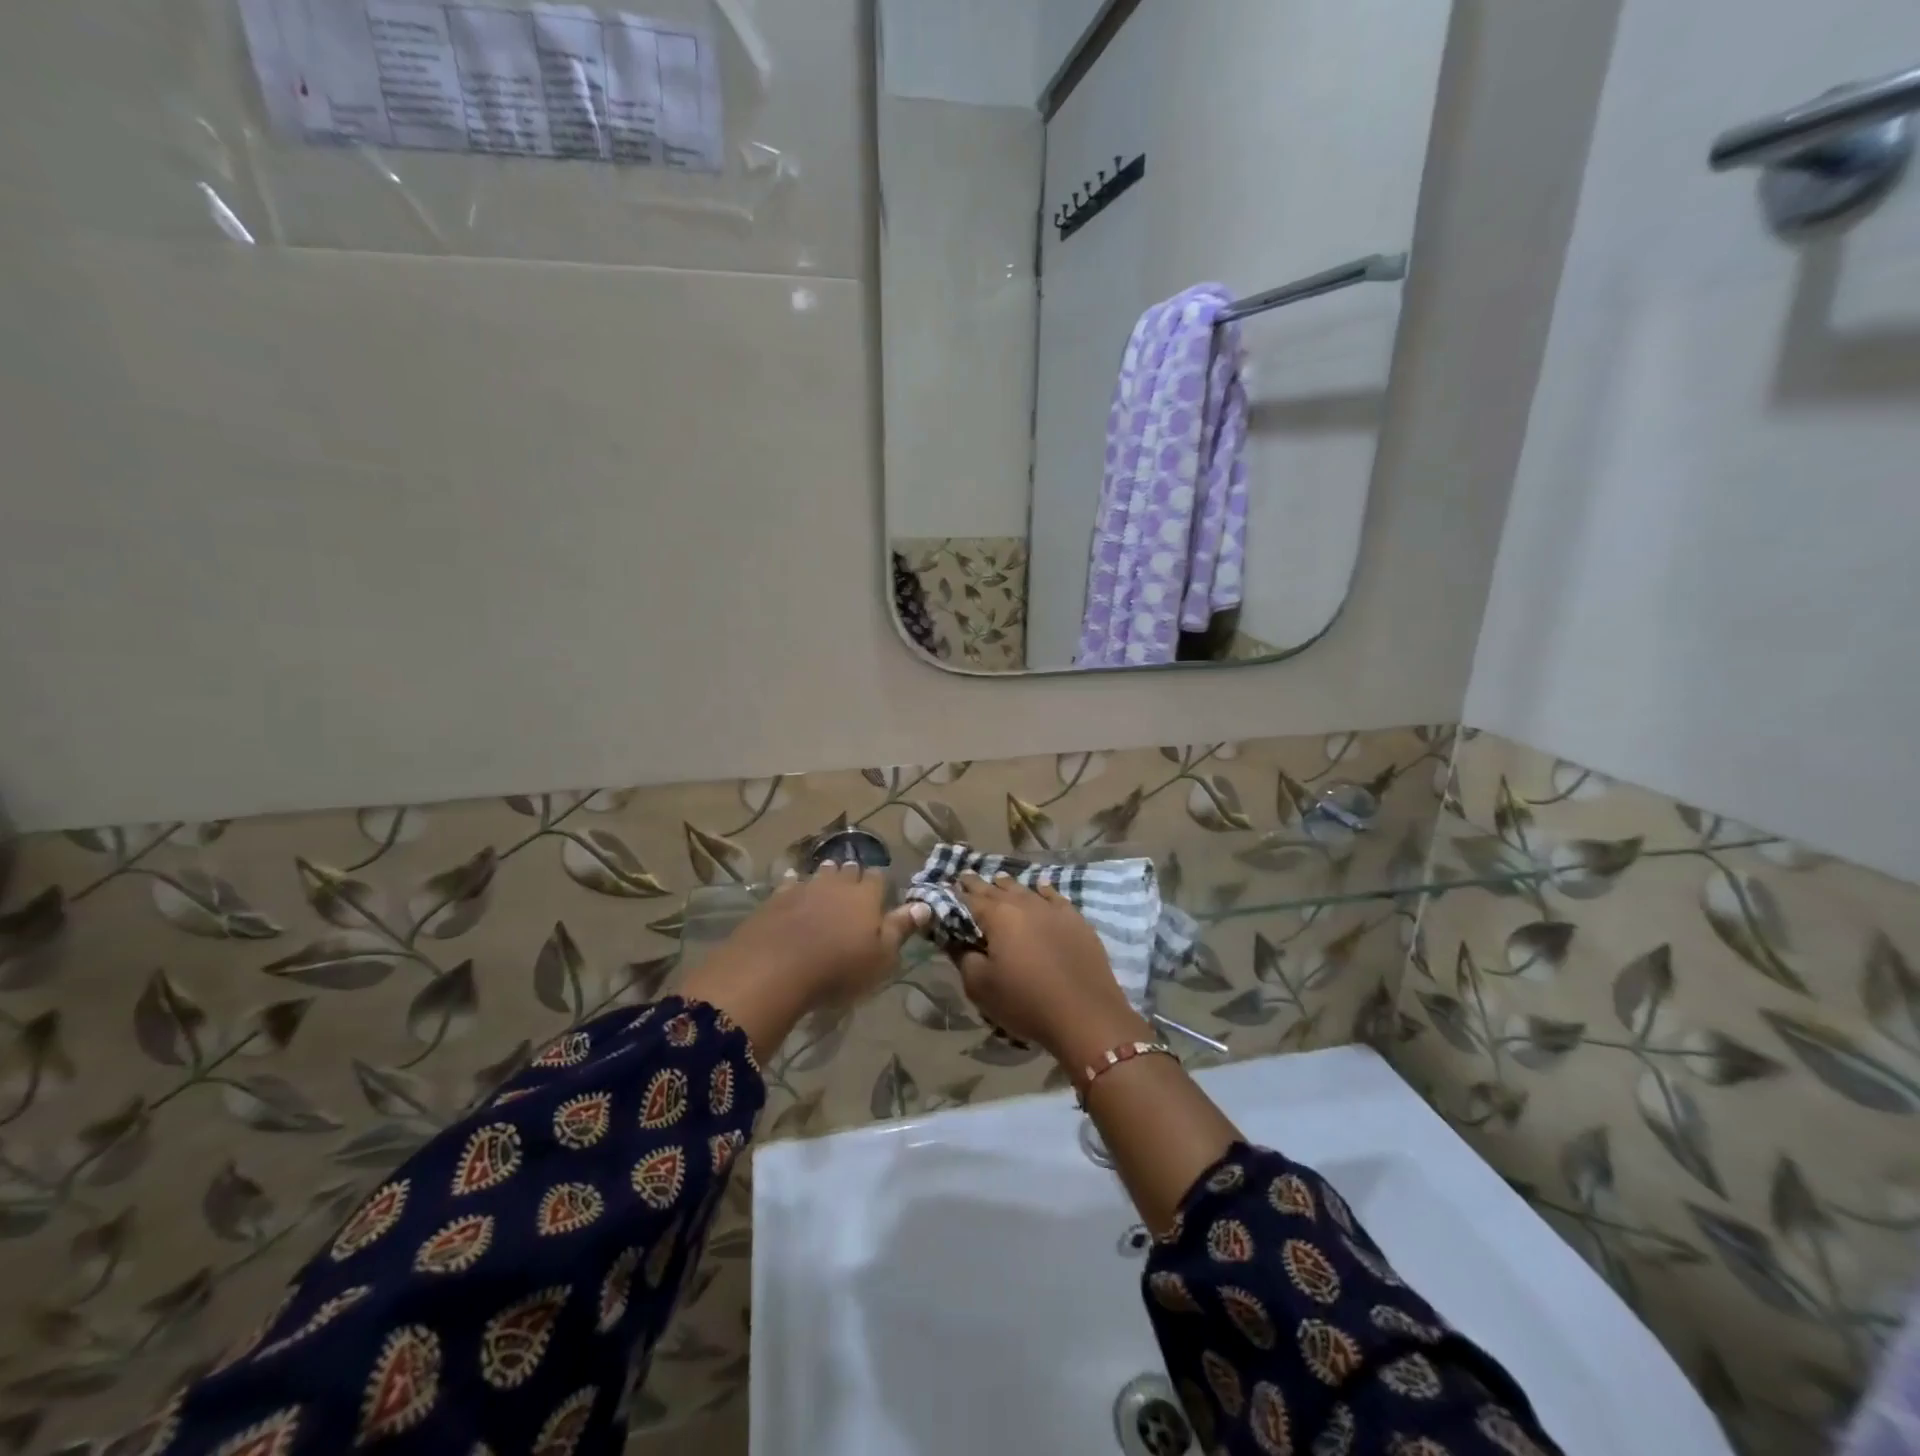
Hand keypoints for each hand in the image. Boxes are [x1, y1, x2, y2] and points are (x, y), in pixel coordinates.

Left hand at [682, 862, 928, 1060]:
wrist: (775, 968)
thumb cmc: (839, 968)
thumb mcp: (881, 957)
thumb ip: (901, 928)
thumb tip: (925, 905)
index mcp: (866, 896)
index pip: (878, 879)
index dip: (880, 882)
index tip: (881, 888)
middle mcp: (837, 884)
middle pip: (849, 871)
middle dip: (853, 874)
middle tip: (854, 881)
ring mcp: (805, 888)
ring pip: (820, 873)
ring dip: (826, 875)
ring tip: (828, 878)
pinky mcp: (776, 898)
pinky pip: (790, 883)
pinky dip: (795, 883)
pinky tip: (793, 884)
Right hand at [951, 874, 1151, 1073]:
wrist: (1086, 1015)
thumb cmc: (1026, 1002)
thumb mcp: (981, 987)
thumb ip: (963, 958)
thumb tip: (956, 941)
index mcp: (998, 916)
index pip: (969, 898)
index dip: (955, 894)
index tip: (946, 887)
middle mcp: (1024, 904)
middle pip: (996, 889)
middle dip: (979, 884)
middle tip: (966, 877)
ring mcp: (1053, 910)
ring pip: (1025, 889)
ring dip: (1008, 886)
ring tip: (998, 880)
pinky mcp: (1076, 921)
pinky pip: (1054, 897)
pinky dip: (1042, 890)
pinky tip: (1040, 888)